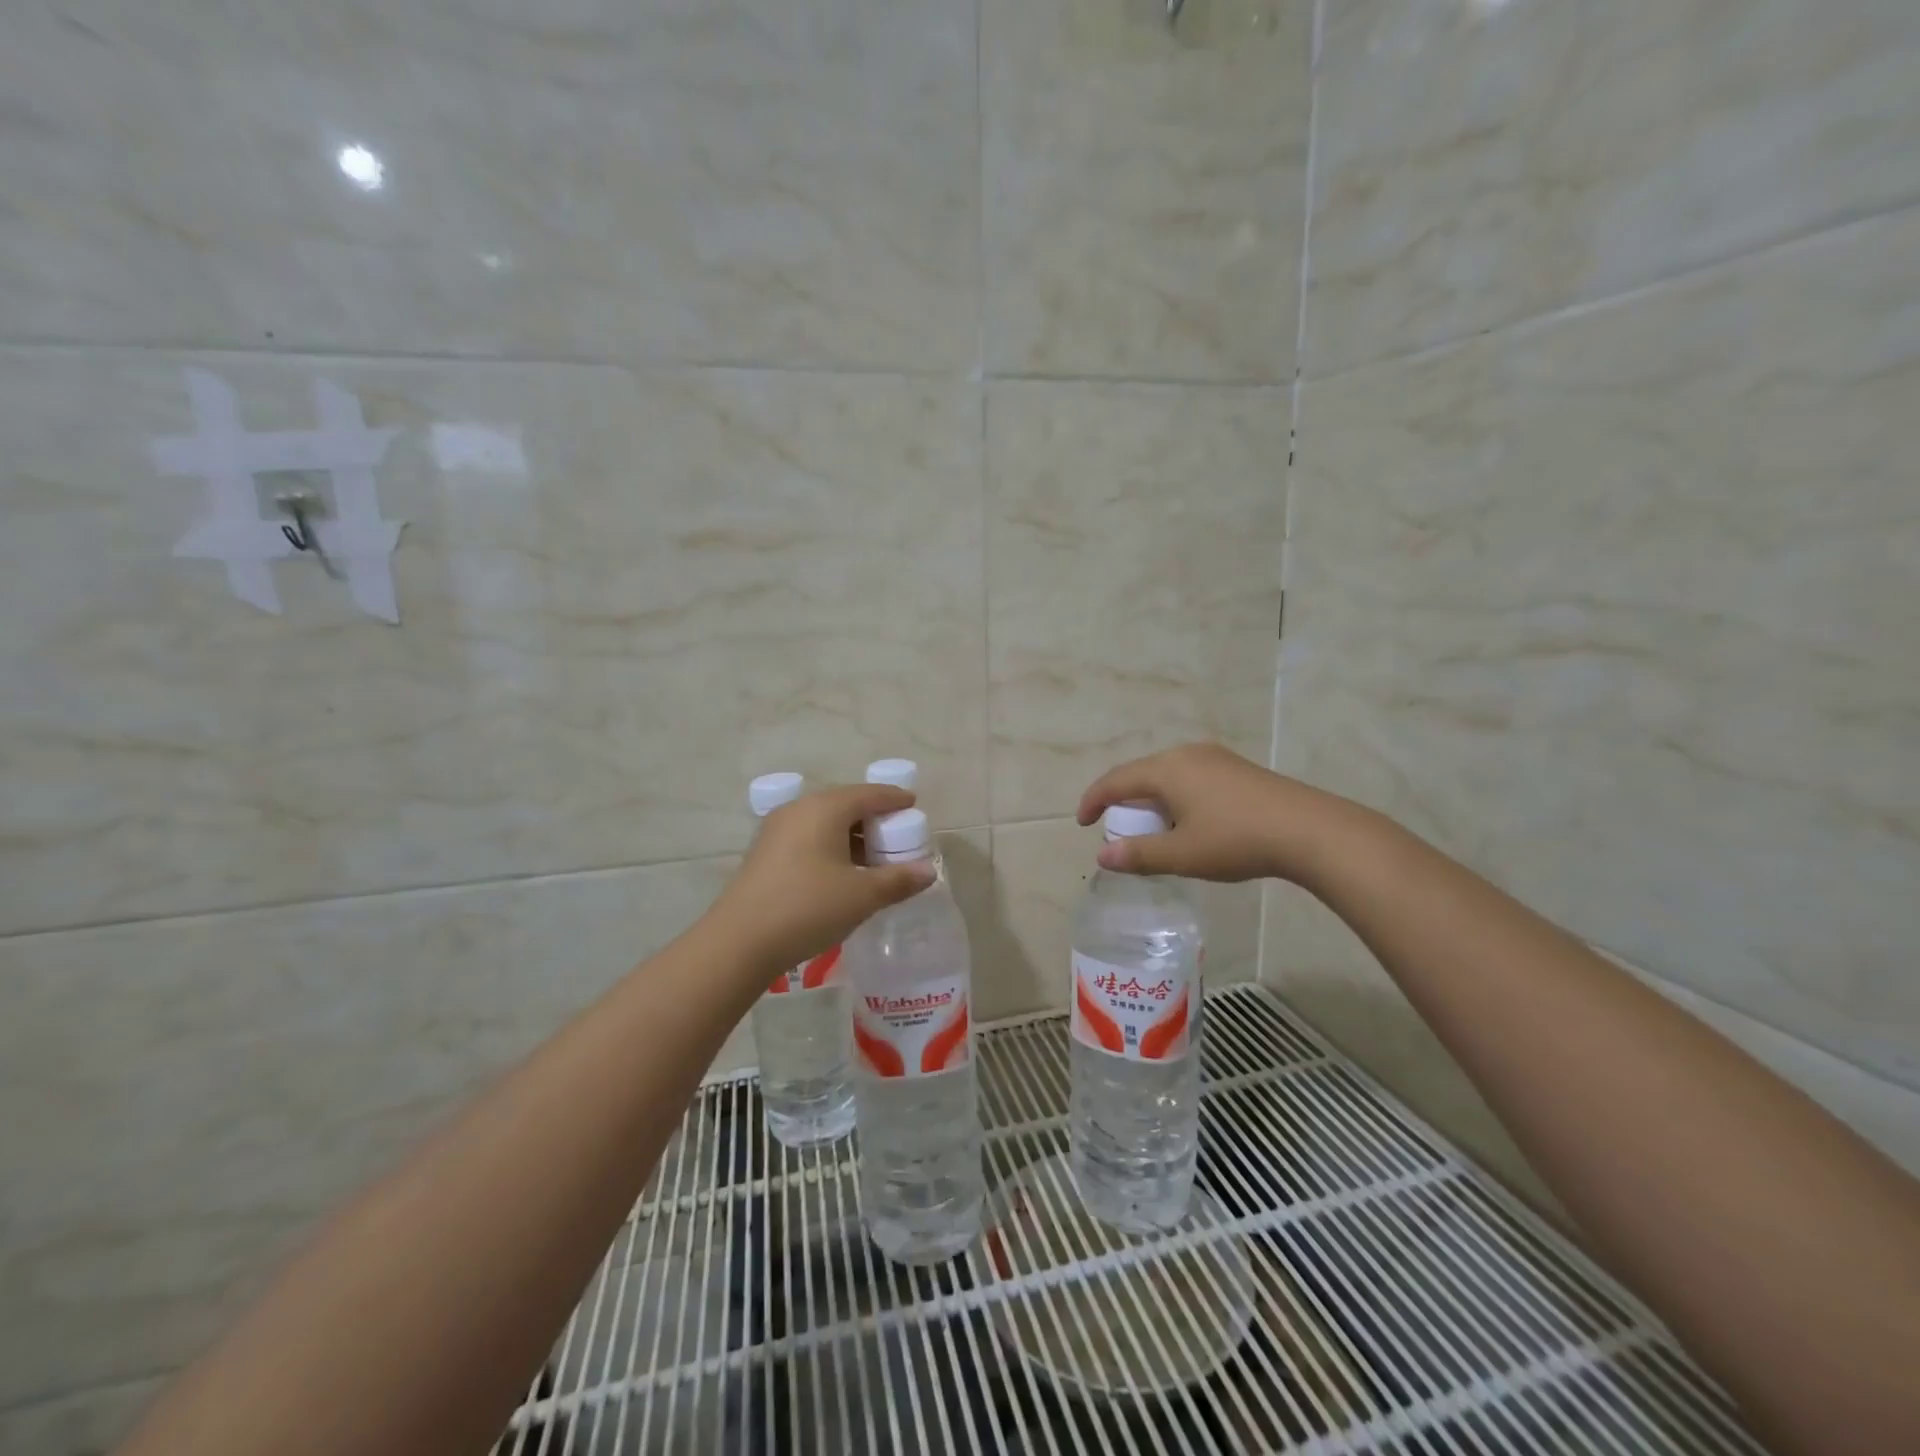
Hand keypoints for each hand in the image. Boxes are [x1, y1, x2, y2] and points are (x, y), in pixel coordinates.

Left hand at [709, 783, 935, 974]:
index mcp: (826, 808)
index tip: (914, 806)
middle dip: (874, 819)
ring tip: (873, 859)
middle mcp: (800, 809)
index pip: (869, 794)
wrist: (739, 942)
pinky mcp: (765, 852)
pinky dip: (831, 846)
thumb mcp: (862, 896)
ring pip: (825, 822)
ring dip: (852, 835)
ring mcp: (777, 830)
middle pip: (846, 804)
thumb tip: (928, 872)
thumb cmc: (808, 908)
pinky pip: (808, 837)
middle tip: (897, 837)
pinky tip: (840, 872)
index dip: (895, 799)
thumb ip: (899, 880)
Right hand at [1076, 742, 1352, 883]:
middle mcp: (1186, 754)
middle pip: (1141, 774)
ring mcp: (1215, 758)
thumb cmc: (1236, 840)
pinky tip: (1190, 821)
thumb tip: (1102, 857)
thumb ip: (1139, 855)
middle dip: (1122, 801)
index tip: (1082, 823)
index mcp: (1166, 769)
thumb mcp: (1182, 854)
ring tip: (1152, 828)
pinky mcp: (1237, 769)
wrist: (1310, 831)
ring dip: (1151, 800)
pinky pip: (1191, 777)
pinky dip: (1175, 797)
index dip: (1093, 801)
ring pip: (1168, 775)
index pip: (1115, 781)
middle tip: (1117, 830)